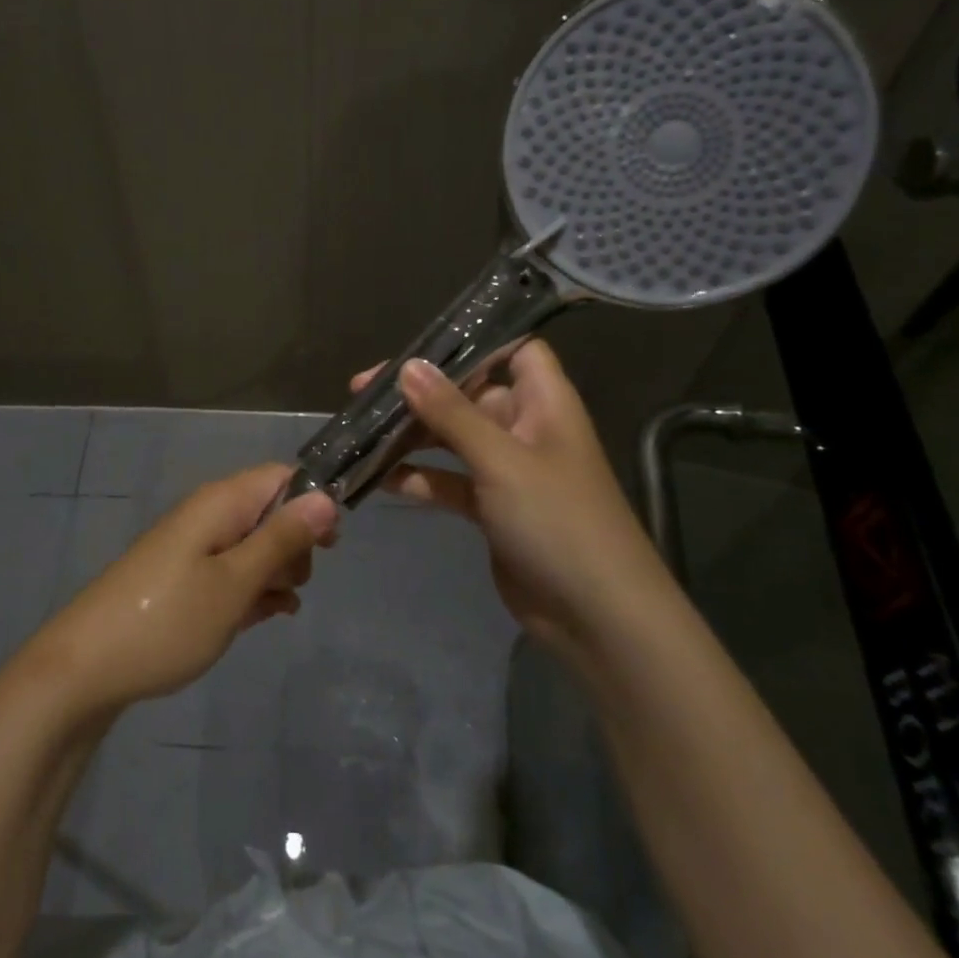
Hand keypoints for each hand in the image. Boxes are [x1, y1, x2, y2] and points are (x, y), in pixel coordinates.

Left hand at [17, 464, 337, 720]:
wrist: (87, 667)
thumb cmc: (169, 620)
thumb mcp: (236, 582)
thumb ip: (282, 538)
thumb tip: (325, 496)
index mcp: (221, 502)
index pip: (282, 476)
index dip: (312, 504)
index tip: (330, 546)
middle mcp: (208, 515)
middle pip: (271, 512)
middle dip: (294, 546)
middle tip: (291, 586)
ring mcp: (194, 547)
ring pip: (254, 546)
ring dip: (274, 574)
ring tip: (273, 609)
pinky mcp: (184, 577)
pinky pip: (231, 571)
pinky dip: (250, 591)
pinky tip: (262, 618)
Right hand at [355, 342, 671, 653]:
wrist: (597, 617)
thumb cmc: (557, 521)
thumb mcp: (501, 460)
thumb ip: (452, 412)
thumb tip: (408, 366)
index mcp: (544, 402)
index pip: (514, 349)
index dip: (472, 340)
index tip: (417, 345)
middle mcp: (526, 428)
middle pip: (470, 394)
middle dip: (420, 391)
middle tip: (362, 391)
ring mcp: (508, 471)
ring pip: (453, 438)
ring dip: (413, 435)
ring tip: (361, 431)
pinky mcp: (493, 509)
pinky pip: (450, 481)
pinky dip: (420, 478)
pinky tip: (380, 479)